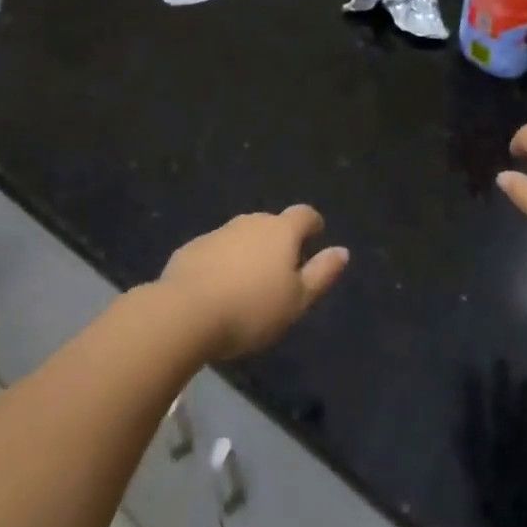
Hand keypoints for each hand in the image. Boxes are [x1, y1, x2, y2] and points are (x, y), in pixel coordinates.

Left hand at [158, 205, 348, 360]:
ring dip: (249, 252)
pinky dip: (222, 263)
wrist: (185, 312)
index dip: (313, 224)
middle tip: (281, 272)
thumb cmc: (252, 309)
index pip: (304, 214)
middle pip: (272, 224)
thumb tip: (342, 251)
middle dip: (279, 241)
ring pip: (242, 236)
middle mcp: (250, 222)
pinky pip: (216, 251)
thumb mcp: (296, 300)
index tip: (315, 238)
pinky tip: (217, 289)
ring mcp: (218, 232)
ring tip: (249, 284)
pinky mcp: (192, 248)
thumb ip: (321, 273)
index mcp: (281, 231)